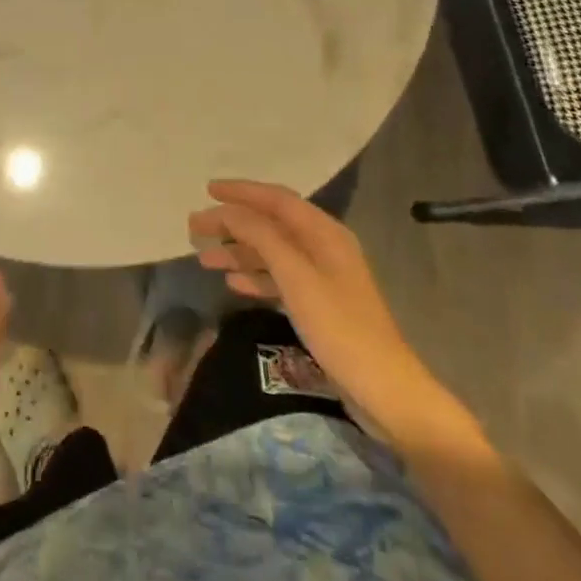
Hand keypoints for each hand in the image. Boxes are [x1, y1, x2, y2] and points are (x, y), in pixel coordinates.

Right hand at [189, 180, 427, 423]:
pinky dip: (254, 276)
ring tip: (204, 259)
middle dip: (233, 223)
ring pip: (271, 252)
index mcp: (324, 232)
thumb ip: (261, 237)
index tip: (208, 190)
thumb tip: (229, 211)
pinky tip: (232, 283)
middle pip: (270, 224)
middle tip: (195, 227)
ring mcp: (322, 277)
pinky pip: (278, 278)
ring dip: (238, 252)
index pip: (276, 199)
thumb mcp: (296, 277)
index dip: (241, 192)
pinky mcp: (318, 305)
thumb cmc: (339, 327)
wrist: (385, 391)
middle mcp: (323, 247)